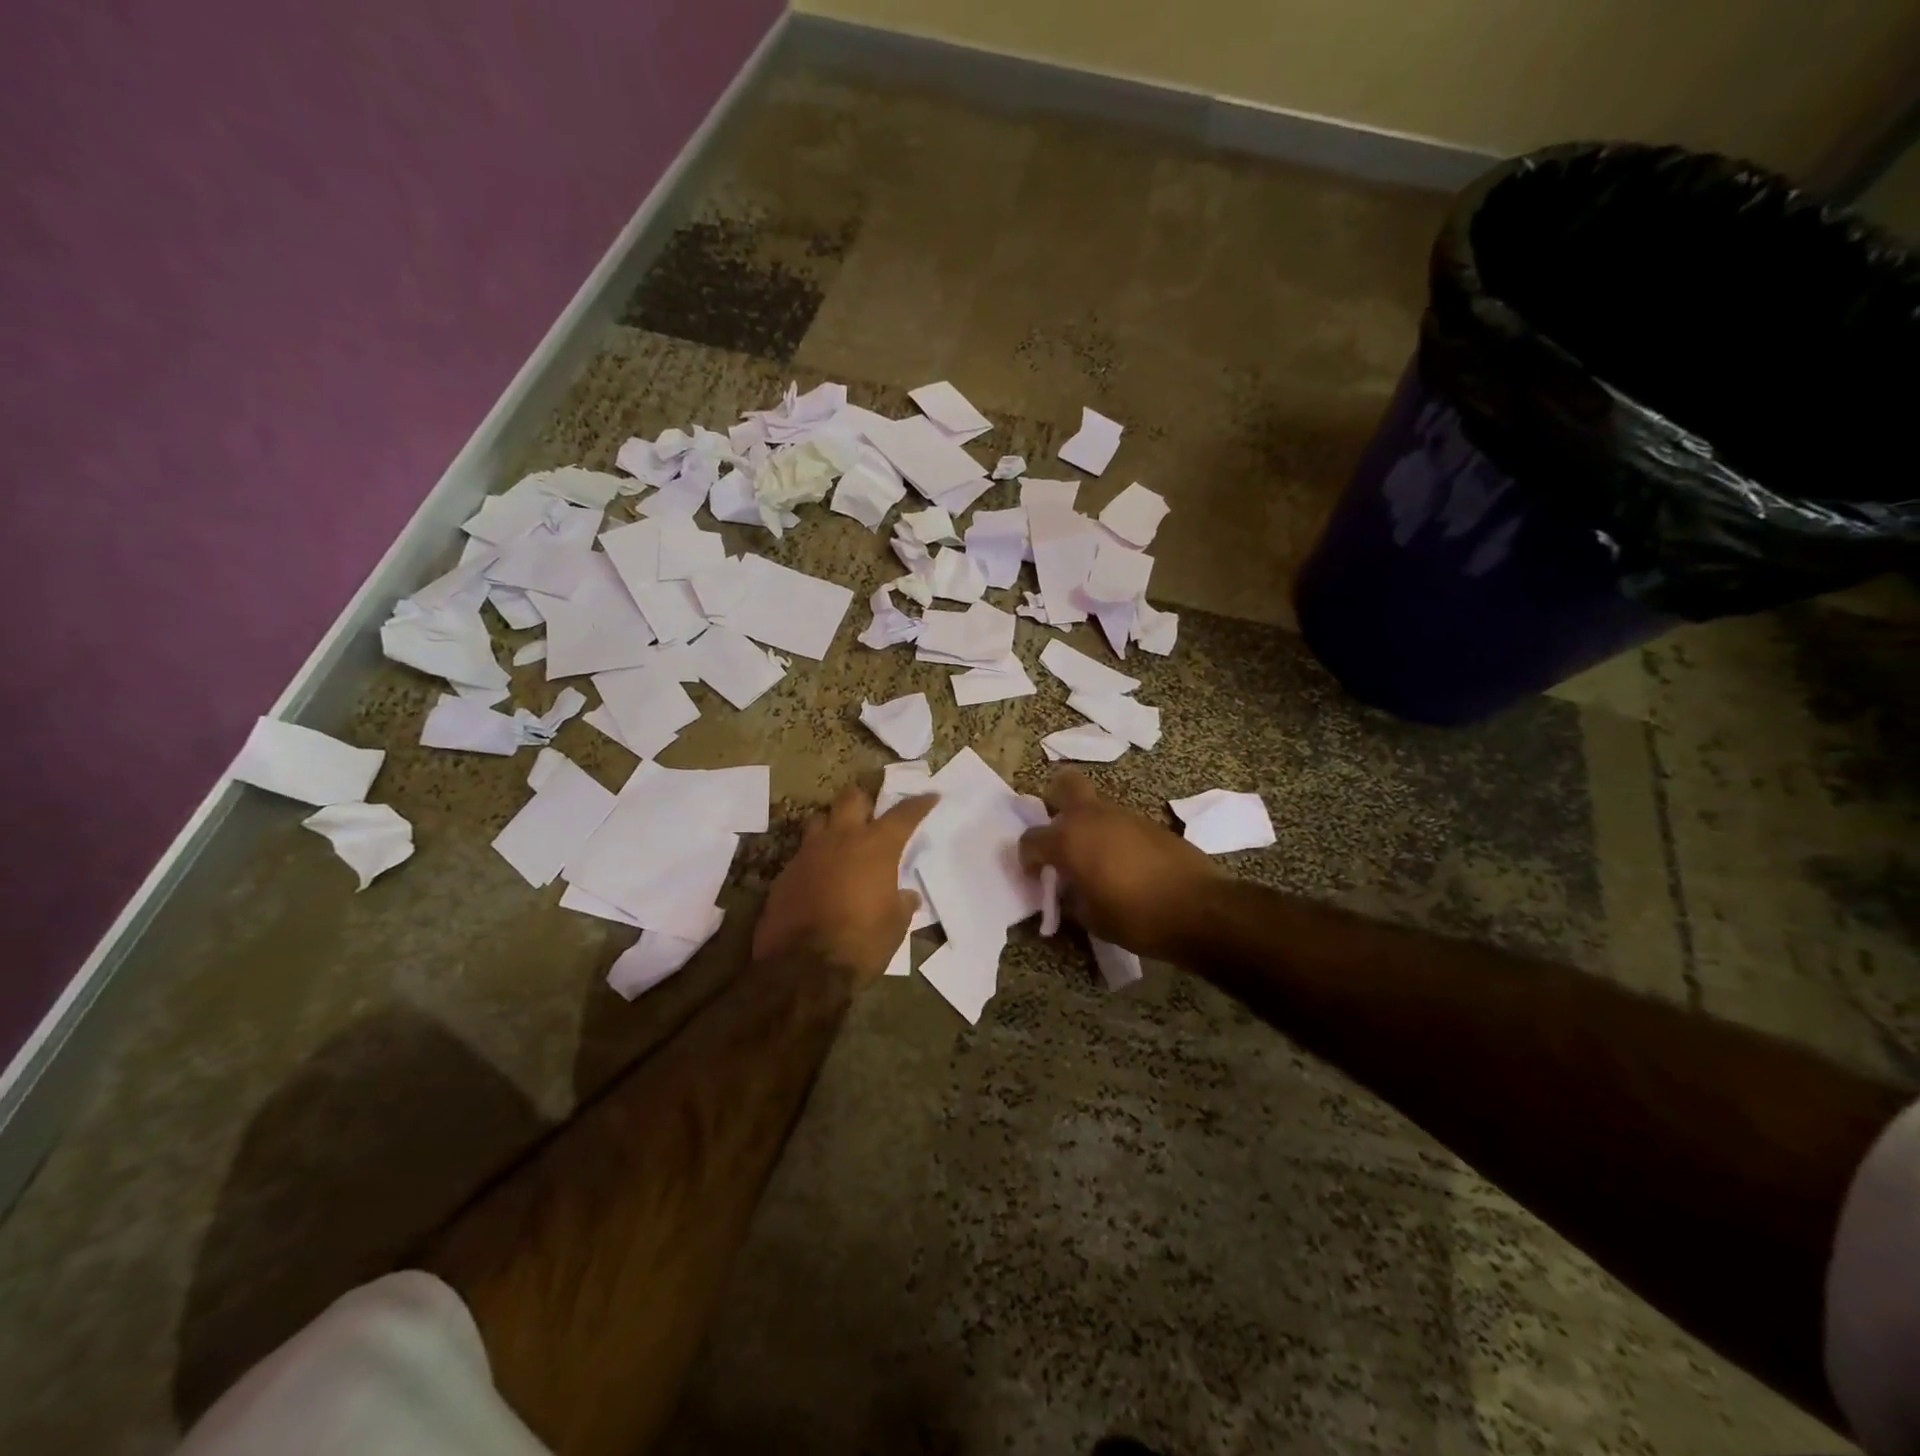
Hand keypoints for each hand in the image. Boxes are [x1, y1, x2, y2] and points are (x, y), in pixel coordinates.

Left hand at [754, 783, 937, 983]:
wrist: (803, 969)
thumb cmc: (861, 942)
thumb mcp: (895, 926)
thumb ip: (902, 903)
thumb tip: (906, 895)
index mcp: (876, 847)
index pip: (903, 814)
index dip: (919, 803)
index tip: (929, 796)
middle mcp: (841, 839)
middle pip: (851, 798)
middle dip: (864, 800)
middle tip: (871, 813)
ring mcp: (808, 853)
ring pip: (819, 818)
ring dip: (832, 824)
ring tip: (840, 841)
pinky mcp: (784, 874)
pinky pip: (802, 854)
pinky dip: (814, 859)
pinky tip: (819, 877)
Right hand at [1018, 770, 1221, 959]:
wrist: (1199, 909)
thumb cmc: (1135, 917)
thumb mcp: (1090, 918)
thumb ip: (1072, 897)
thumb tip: (1070, 889)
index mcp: (1069, 839)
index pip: (1032, 839)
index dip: (1028, 858)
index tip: (1037, 876)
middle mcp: (1093, 817)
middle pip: (1064, 785)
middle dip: (1055, 803)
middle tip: (1060, 835)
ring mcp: (1125, 815)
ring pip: (1095, 807)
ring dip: (1088, 826)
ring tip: (1096, 860)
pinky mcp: (1151, 823)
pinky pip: (1121, 823)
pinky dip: (1115, 837)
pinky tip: (1125, 865)